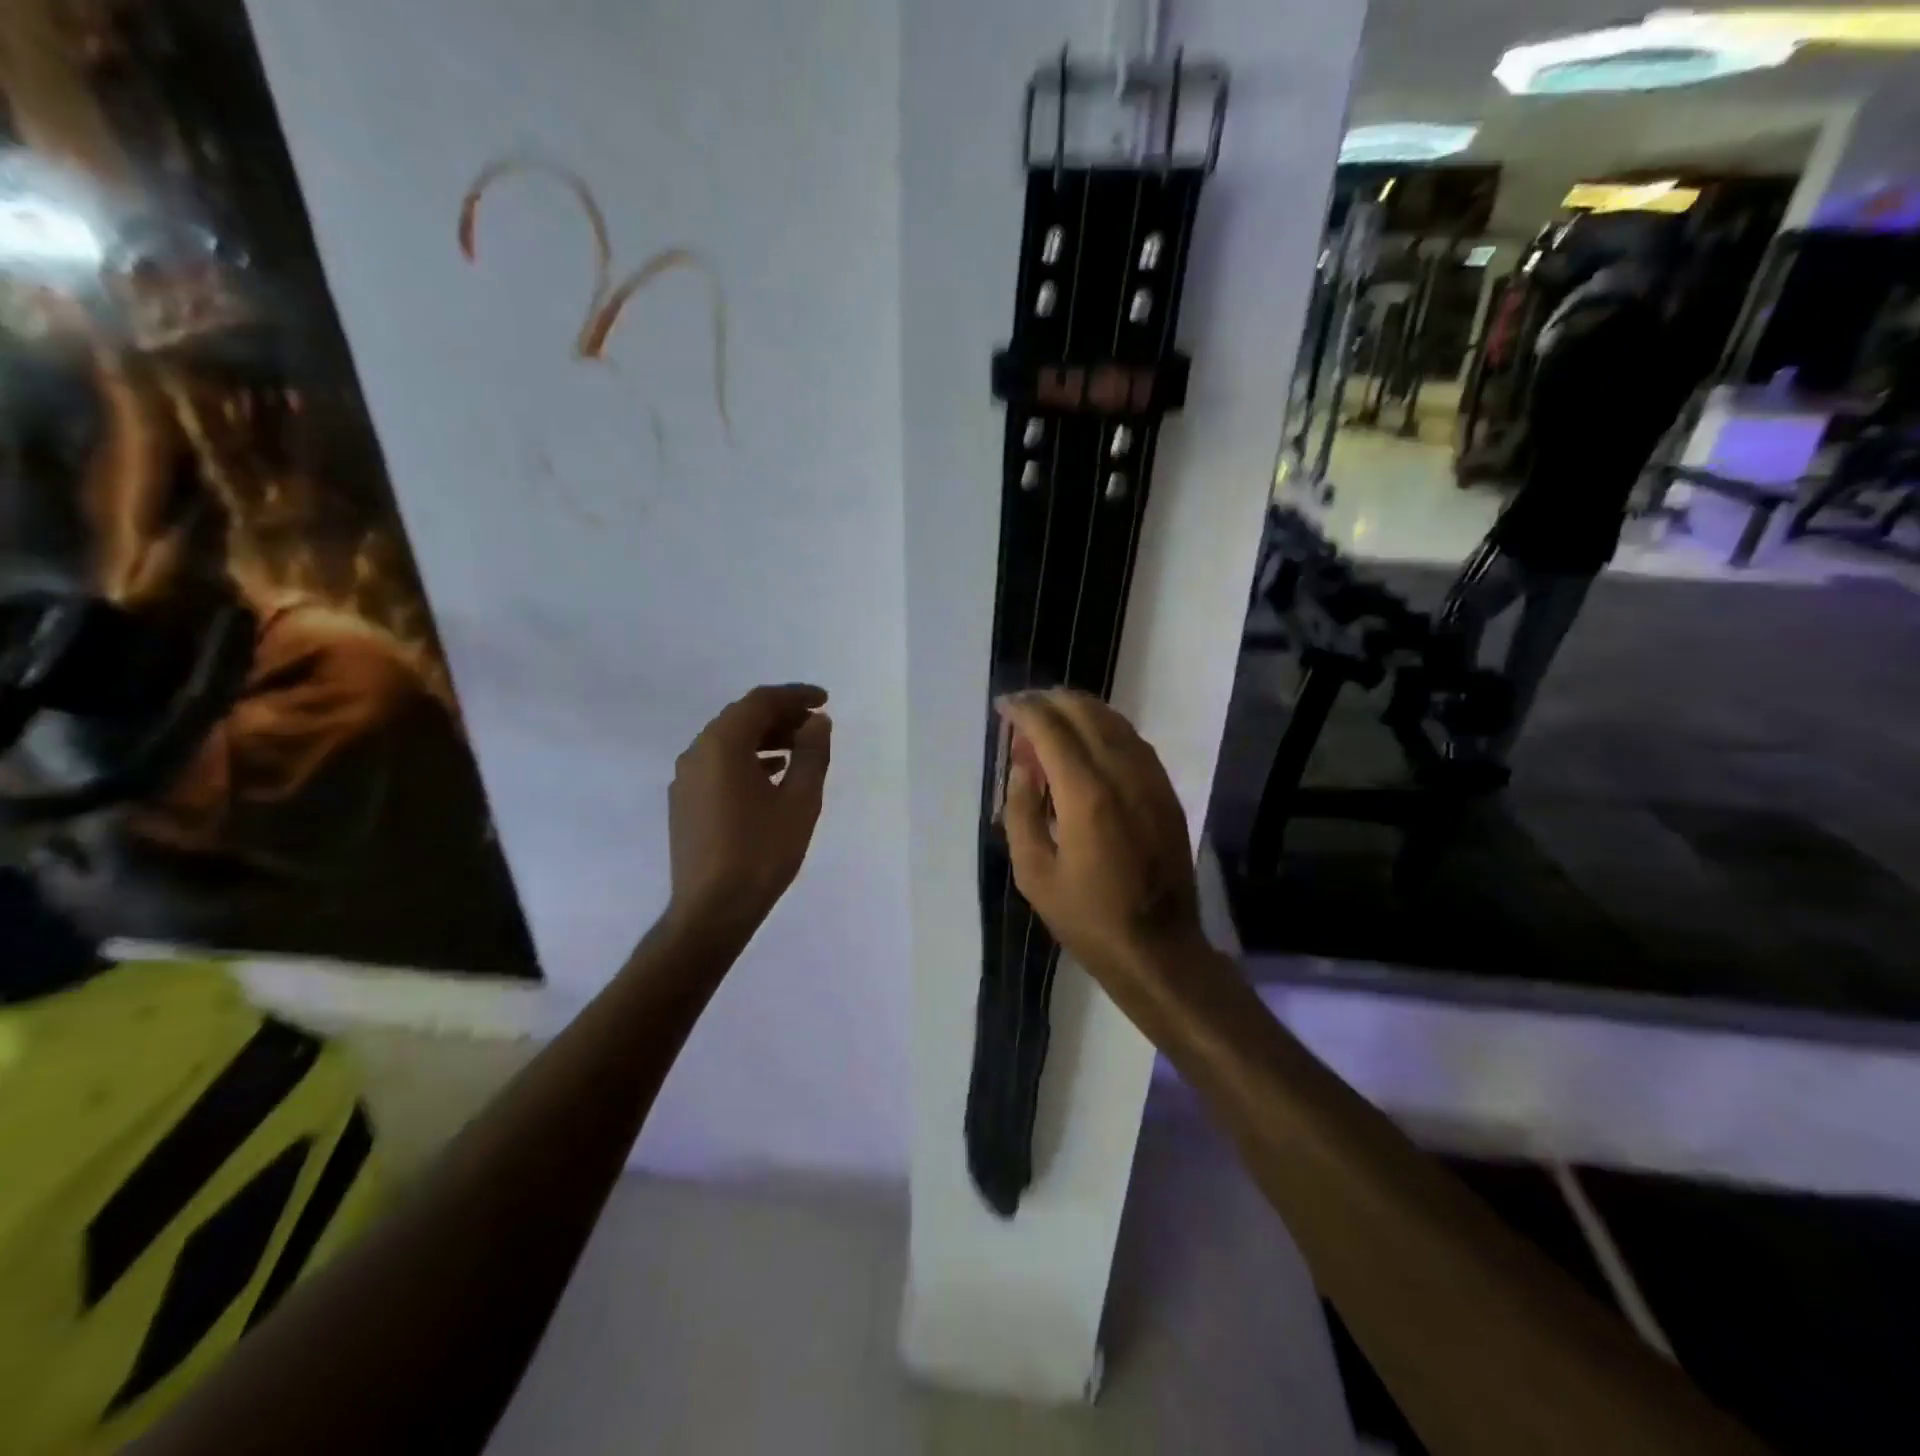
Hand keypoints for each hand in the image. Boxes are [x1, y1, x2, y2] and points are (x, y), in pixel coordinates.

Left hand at [667, 683, 831, 943]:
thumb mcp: (800, 801)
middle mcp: (697, 753)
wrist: (712, 910)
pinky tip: (772, 775)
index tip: (825, 700)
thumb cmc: (762, 852)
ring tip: (800, 749)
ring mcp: (686, 778)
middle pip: (741, 717)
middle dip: (780, 715)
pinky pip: (718, 764)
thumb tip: (817, 721)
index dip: (795, 696)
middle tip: (815, 724)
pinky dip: (747, 759)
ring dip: (764, 737)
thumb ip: (812, 754)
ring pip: (728, 741)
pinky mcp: (684, 802)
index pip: (760, 702)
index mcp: (722, 745)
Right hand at [996, 689, 1207, 1010]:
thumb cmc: (1087, 917)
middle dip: (1051, 702)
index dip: (1025, 710)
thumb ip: (1021, 811)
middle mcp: (1122, 774)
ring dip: (1080, 711)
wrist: (1158, 948)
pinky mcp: (1166, 792)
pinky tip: (1089, 742)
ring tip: (1051, 719)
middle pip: (1086, 713)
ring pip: (1114, 722)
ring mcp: (1151, 781)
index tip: (1004, 706)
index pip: (1051, 728)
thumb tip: (1023, 767)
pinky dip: (1106, 729)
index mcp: (1086, 795)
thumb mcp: (1034, 873)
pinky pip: (1134, 742)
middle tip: (1024, 711)